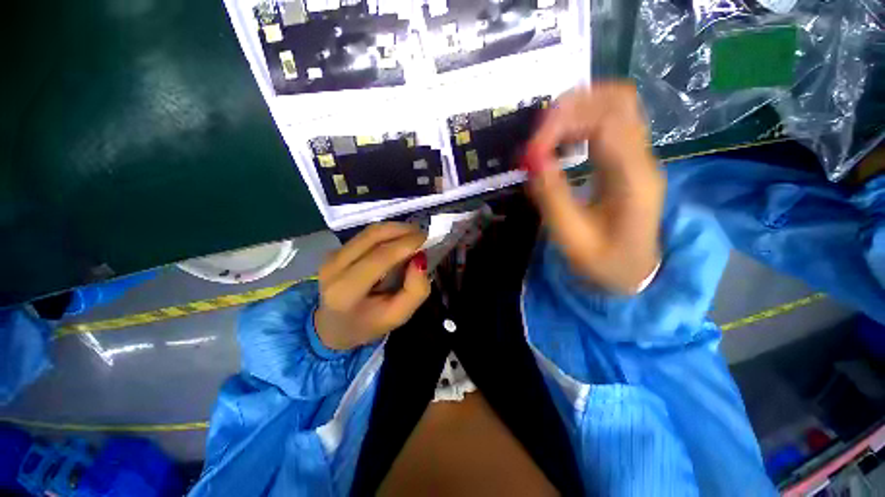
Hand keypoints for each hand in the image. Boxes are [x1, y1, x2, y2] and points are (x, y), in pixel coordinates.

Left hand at [315, 223, 430, 350]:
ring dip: (395, 229)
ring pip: (369, 232)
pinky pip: (365, 235)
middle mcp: (334, 268)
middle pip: (372, 236)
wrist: (333, 327)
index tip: (426, 239)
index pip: (380, 257)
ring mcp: (331, 257)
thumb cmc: (369, 324)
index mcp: (346, 291)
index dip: (405, 243)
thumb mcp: (398, 316)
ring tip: (413, 236)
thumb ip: (415, 291)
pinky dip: (386, 233)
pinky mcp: (334, 251)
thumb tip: (421, 259)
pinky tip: (398, 241)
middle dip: (402, 230)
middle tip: (423, 235)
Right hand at [523, 82, 664, 293]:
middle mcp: (643, 159)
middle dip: (572, 106)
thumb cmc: (604, 262)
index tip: (531, 150)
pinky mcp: (629, 160)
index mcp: (633, 180)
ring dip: (576, 110)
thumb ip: (552, 196)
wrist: (635, 272)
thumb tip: (532, 159)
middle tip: (537, 133)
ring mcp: (640, 156)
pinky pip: (609, 122)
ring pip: (616, 104)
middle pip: (618, 99)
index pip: (605, 122)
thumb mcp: (572, 237)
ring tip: (545, 135)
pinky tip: (561, 140)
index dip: (562, 125)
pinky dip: (581, 121)